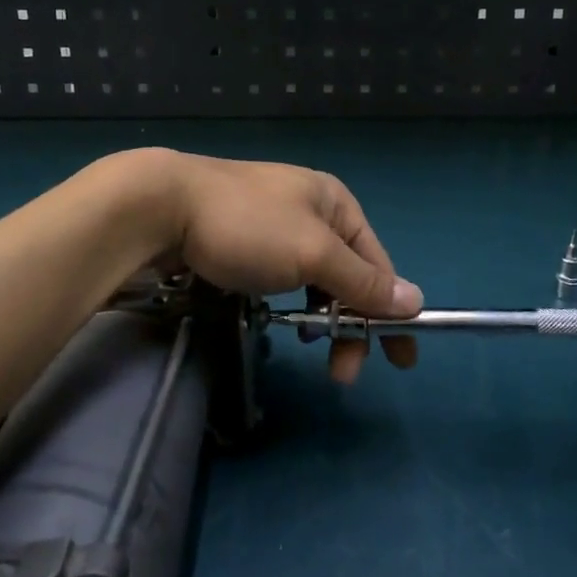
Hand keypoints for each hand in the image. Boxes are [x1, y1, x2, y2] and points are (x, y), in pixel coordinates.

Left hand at [135, 150, 423, 383]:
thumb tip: (415, 301)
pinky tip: (282, 320)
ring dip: (322, 316)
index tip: (400, 359)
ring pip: (314, 279)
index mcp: (335, 203)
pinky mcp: (243, 241)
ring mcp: (274, 224)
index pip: (377, 264)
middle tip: (343, 373)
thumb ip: (361, 281)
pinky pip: (283, 277)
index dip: (390, 312)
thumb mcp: (313, 254)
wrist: (161, 206)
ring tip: (311, 346)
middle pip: (347, 274)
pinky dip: (291, 302)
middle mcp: (311, 209)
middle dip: (351, 323)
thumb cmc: (248, 226)